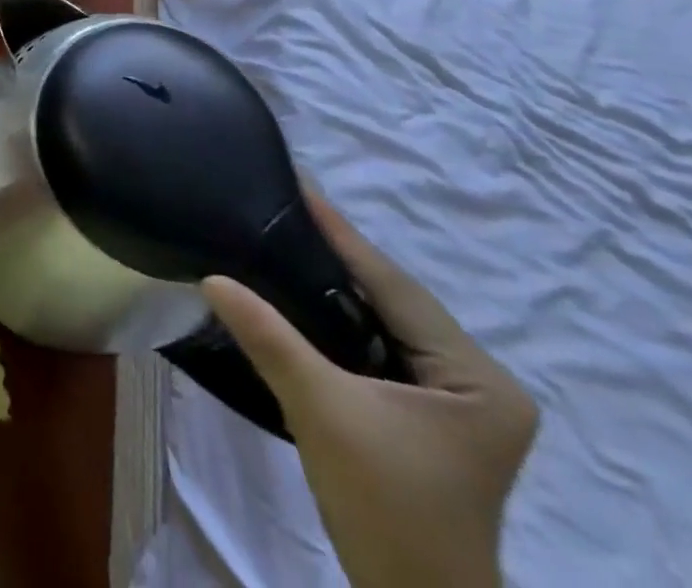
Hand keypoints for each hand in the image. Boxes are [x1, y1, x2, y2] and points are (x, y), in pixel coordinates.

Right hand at [202, 192, 537, 587]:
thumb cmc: (384, 507)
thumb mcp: (322, 411)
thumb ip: (269, 337)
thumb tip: (212, 276)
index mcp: (478, 378)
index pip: (396, 288)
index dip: (342, 235)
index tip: (299, 185)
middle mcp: (479, 381)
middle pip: (393, 300)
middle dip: (337, 255)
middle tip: (281, 205)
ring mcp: (458, 401)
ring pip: (384, 320)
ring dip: (335, 285)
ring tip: (283, 235)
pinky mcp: (431, 415)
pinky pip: (378, 343)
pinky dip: (339, 317)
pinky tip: (300, 295)